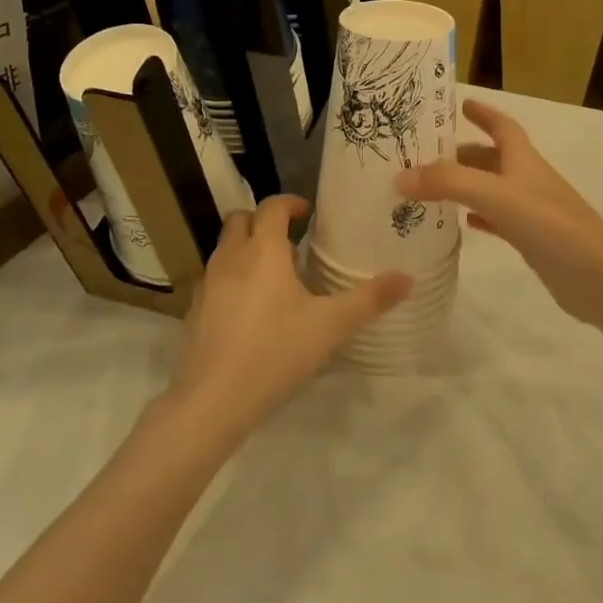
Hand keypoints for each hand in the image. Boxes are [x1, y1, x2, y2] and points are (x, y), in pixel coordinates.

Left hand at [165, 196, 409, 442]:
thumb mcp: (331, 326)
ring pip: (225, 248)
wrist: (213, 399)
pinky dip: (233, 277)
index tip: (307, 213)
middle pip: (241, 220)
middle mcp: (231, 257)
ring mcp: (207, 283)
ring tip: (276, 276)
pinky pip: (215, 278)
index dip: (290, 203)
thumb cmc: (276, 352)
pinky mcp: (195, 310)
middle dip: (263, 221)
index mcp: (263, 251)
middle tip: (291, 241)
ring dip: (247, 249)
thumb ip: (370, 300)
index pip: (272, 207)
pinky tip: (251, 310)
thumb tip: (407, 277)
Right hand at [397, 100, 602, 326]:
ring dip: (465, 186)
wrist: (598, 277)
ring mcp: (532, 211)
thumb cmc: (550, 225)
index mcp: (523, 159)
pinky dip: (479, 217)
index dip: (483, 113)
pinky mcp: (533, 240)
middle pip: (491, 158)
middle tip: (424, 157)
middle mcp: (528, 179)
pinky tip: (461, 225)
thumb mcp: (494, 195)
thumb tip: (400, 177)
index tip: (459, 104)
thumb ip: (448, 183)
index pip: (502, 126)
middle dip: (461, 154)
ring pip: (492, 189)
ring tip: (431, 189)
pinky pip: (499, 220)